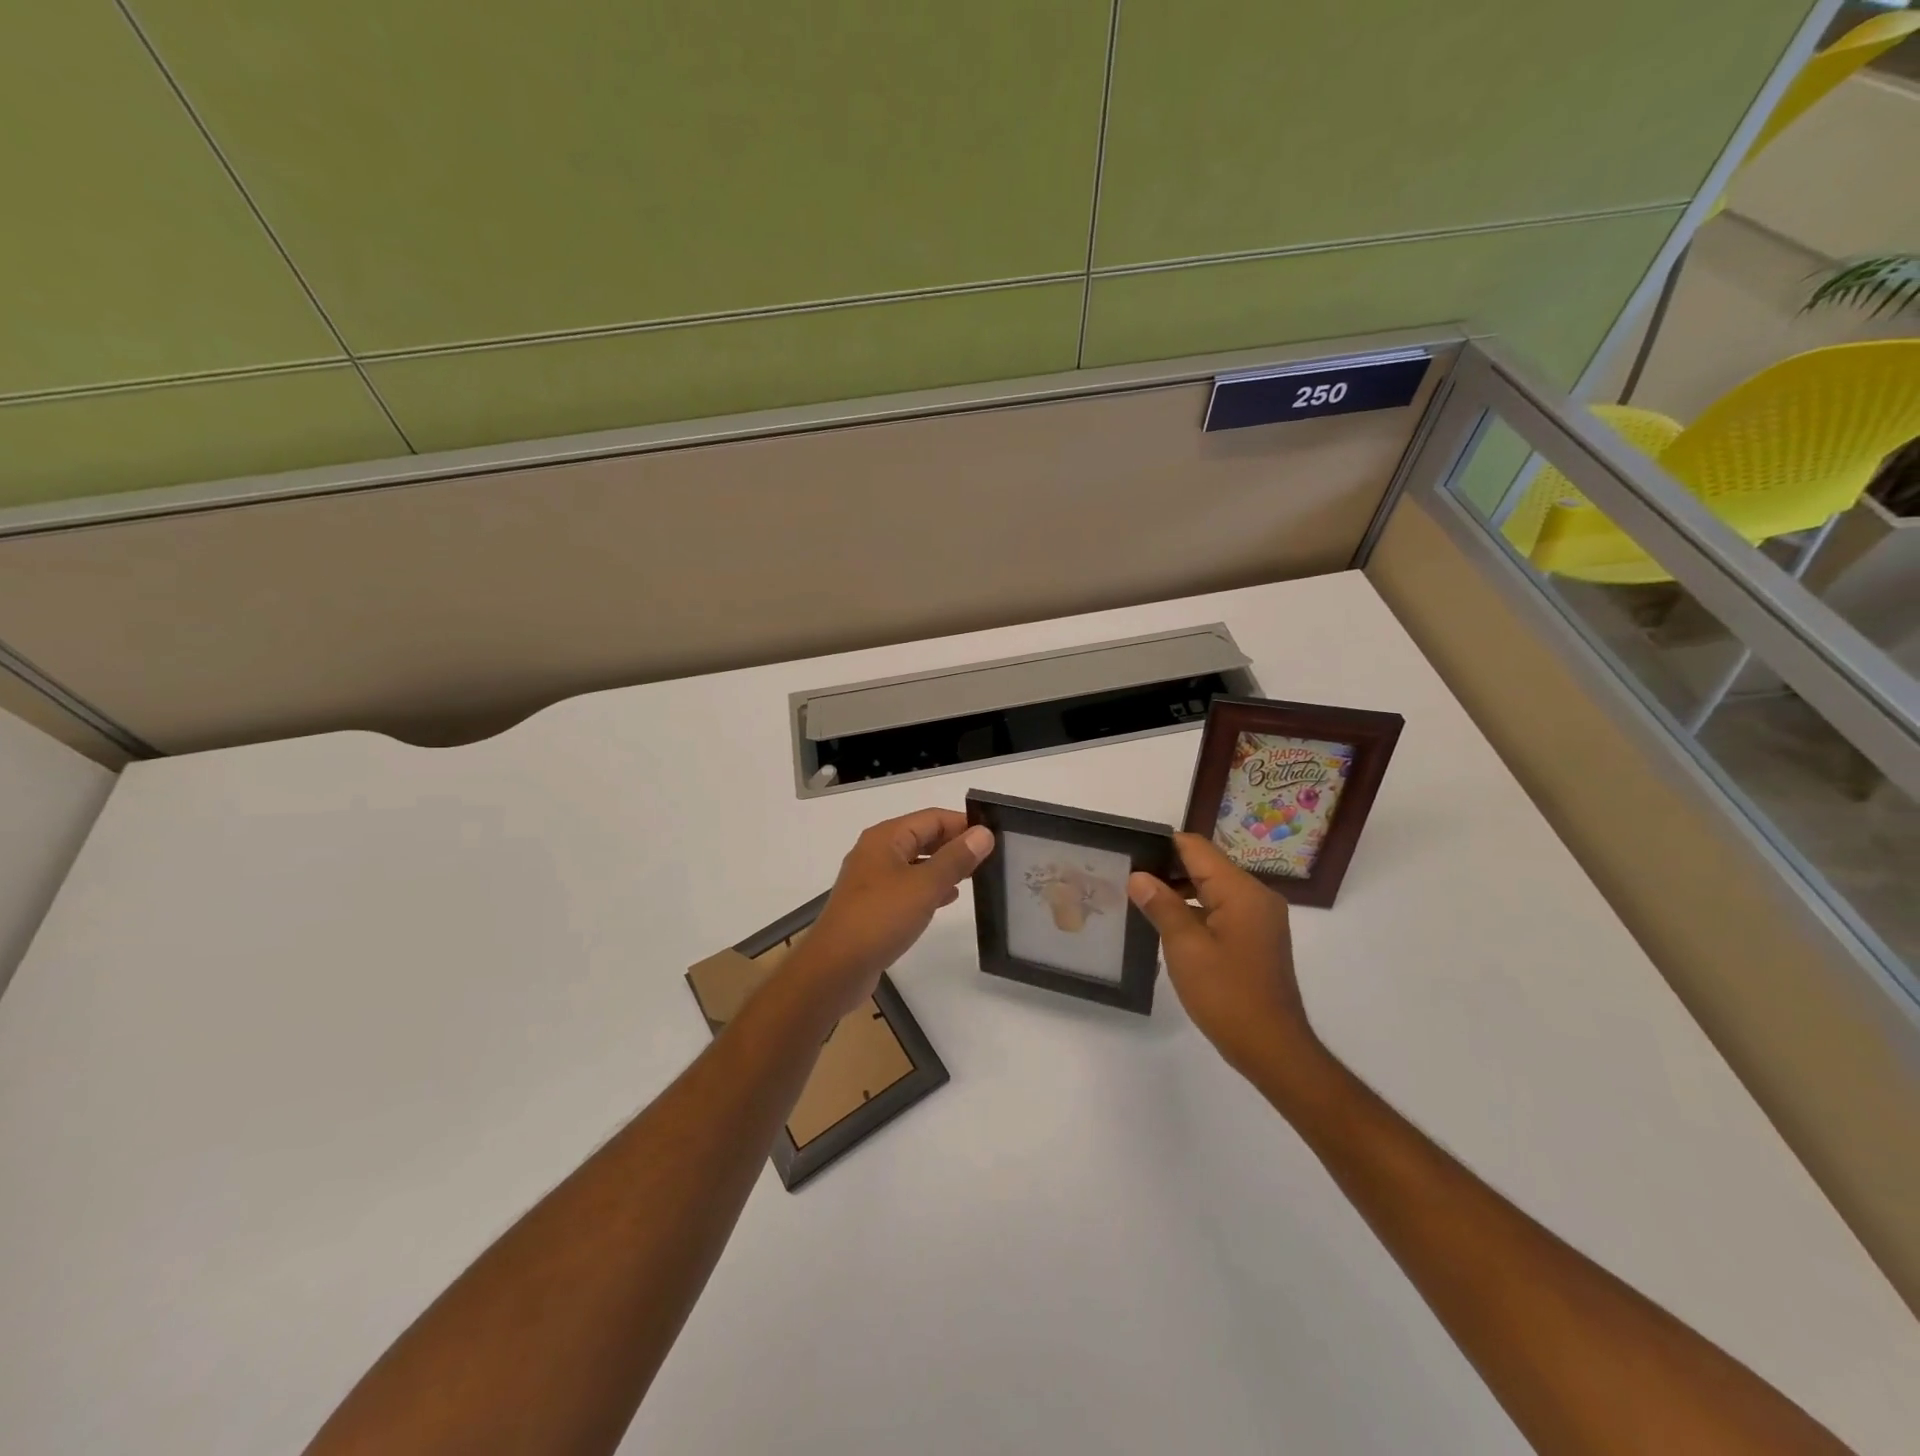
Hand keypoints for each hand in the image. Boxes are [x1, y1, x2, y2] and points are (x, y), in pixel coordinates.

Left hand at [785, 808, 994, 1019]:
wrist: (835, 968)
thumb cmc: (880, 918)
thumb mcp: (925, 886)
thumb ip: (956, 858)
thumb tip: (983, 834)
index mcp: (886, 838)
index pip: (932, 818)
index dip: (963, 824)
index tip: (994, 837)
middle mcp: (876, 852)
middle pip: (922, 837)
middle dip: (954, 844)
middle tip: (989, 857)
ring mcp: (872, 880)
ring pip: (915, 863)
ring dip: (943, 866)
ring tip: (975, 876)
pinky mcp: (872, 905)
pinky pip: (907, 886)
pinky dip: (929, 887)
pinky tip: (948, 898)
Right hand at [1127, 833, 1323, 1081]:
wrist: (1273, 1048)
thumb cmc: (1227, 995)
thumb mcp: (1186, 948)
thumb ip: (1162, 906)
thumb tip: (1138, 876)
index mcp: (1242, 891)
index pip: (1197, 848)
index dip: (1162, 845)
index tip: (1129, 851)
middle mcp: (1256, 896)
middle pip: (1206, 866)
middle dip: (1168, 869)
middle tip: (1127, 878)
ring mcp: (1259, 918)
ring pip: (1213, 888)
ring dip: (1180, 891)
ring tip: (1140, 900)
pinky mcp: (1256, 937)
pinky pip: (1221, 909)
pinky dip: (1195, 910)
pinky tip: (1168, 925)